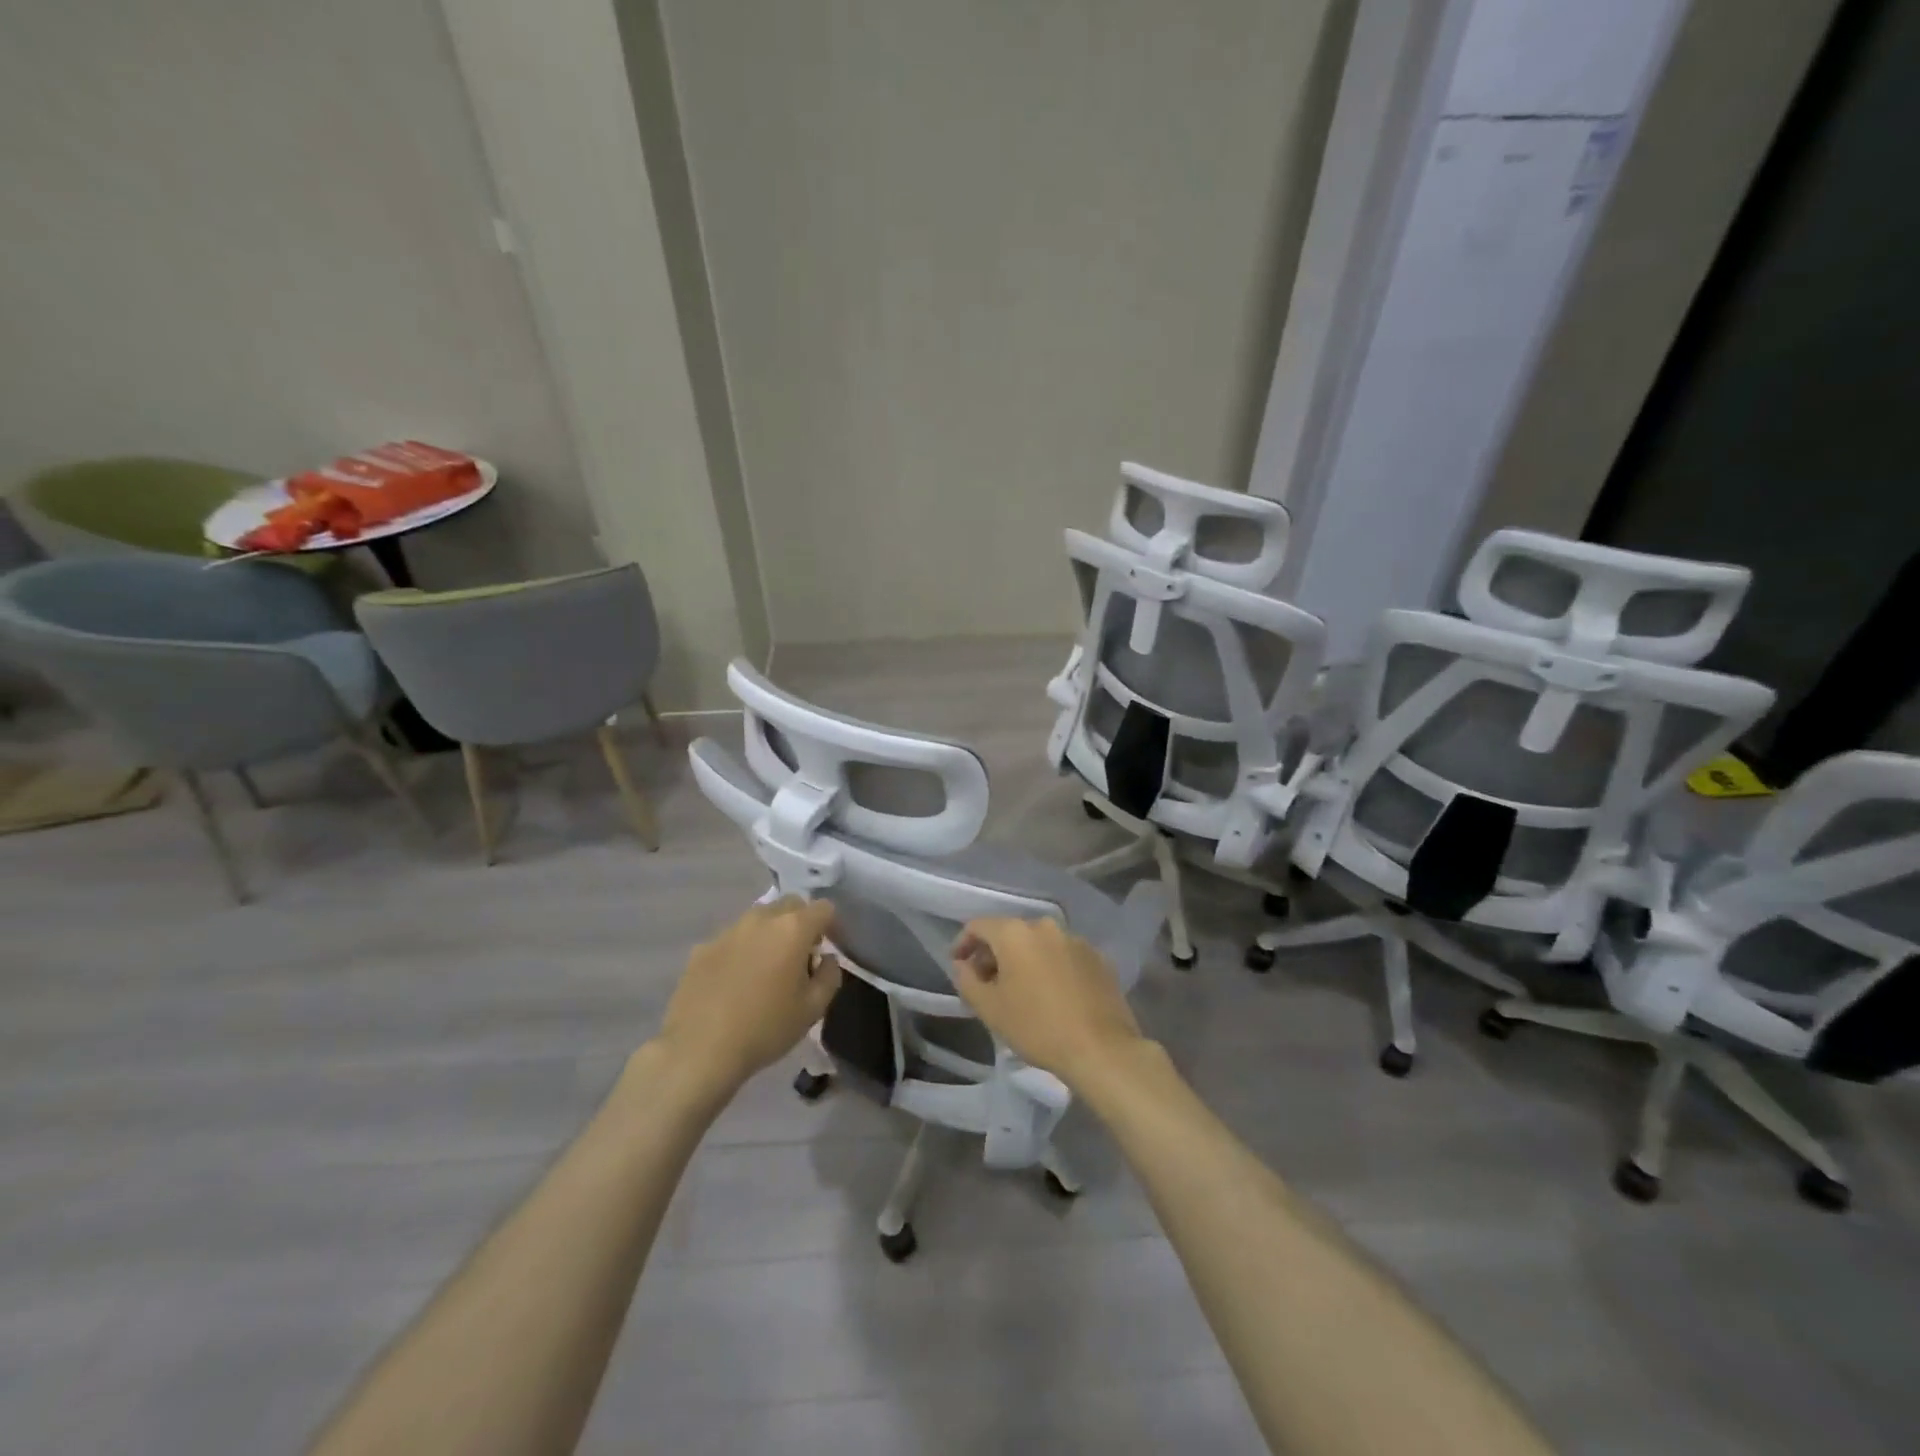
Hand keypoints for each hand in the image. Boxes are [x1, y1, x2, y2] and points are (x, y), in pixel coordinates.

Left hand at [654, 897, 843, 1095]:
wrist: (699, 1050)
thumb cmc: (765, 1028)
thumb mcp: (813, 1009)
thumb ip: (829, 976)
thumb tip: (825, 959)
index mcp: (793, 929)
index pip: (823, 908)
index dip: (831, 926)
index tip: (825, 951)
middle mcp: (761, 919)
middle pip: (790, 904)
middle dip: (800, 923)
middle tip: (798, 958)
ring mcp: (728, 930)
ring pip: (759, 919)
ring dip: (769, 934)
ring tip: (765, 969)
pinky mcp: (702, 947)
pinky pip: (732, 938)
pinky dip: (741, 950)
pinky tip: (734, 982)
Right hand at [949, 917, 1146, 1091]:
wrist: (1101, 1048)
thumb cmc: (1037, 1027)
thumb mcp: (990, 1008)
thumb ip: (967, 980)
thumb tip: (962, 964)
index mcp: (1015, 933)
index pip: (978, 926)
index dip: (963, 944)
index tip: (959, 966)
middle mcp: (1045, 926)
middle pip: (1009, 933)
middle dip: (993, 955)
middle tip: (987, 984)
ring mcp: (1075, 939)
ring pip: (1038, 943)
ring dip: (1023, 960)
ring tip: (1019, 991)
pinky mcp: (1097, 957)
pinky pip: (1062, 955)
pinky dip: (1050, 967)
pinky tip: (1051, 995)